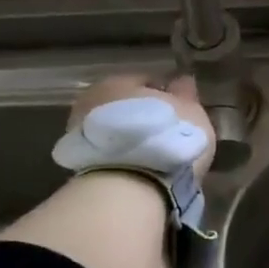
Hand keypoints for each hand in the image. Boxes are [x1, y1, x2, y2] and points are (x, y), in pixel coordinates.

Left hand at [69, 73, 215, 174]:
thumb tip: (182, 80)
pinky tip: (141, 170)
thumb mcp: (190, 110)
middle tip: (168, 134)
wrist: (129, 187)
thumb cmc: (166, 137)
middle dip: (143, 116)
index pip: (147, 80)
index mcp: (119, 80)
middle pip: (125, 105)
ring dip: (131, 139)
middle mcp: (92, 100)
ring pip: (114, 131)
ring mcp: (80, 134)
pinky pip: (108, 154)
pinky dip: (122, 158)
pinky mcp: (78, 165)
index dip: (166, 94)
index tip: (181, 111)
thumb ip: (185, 93)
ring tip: (155, 156)